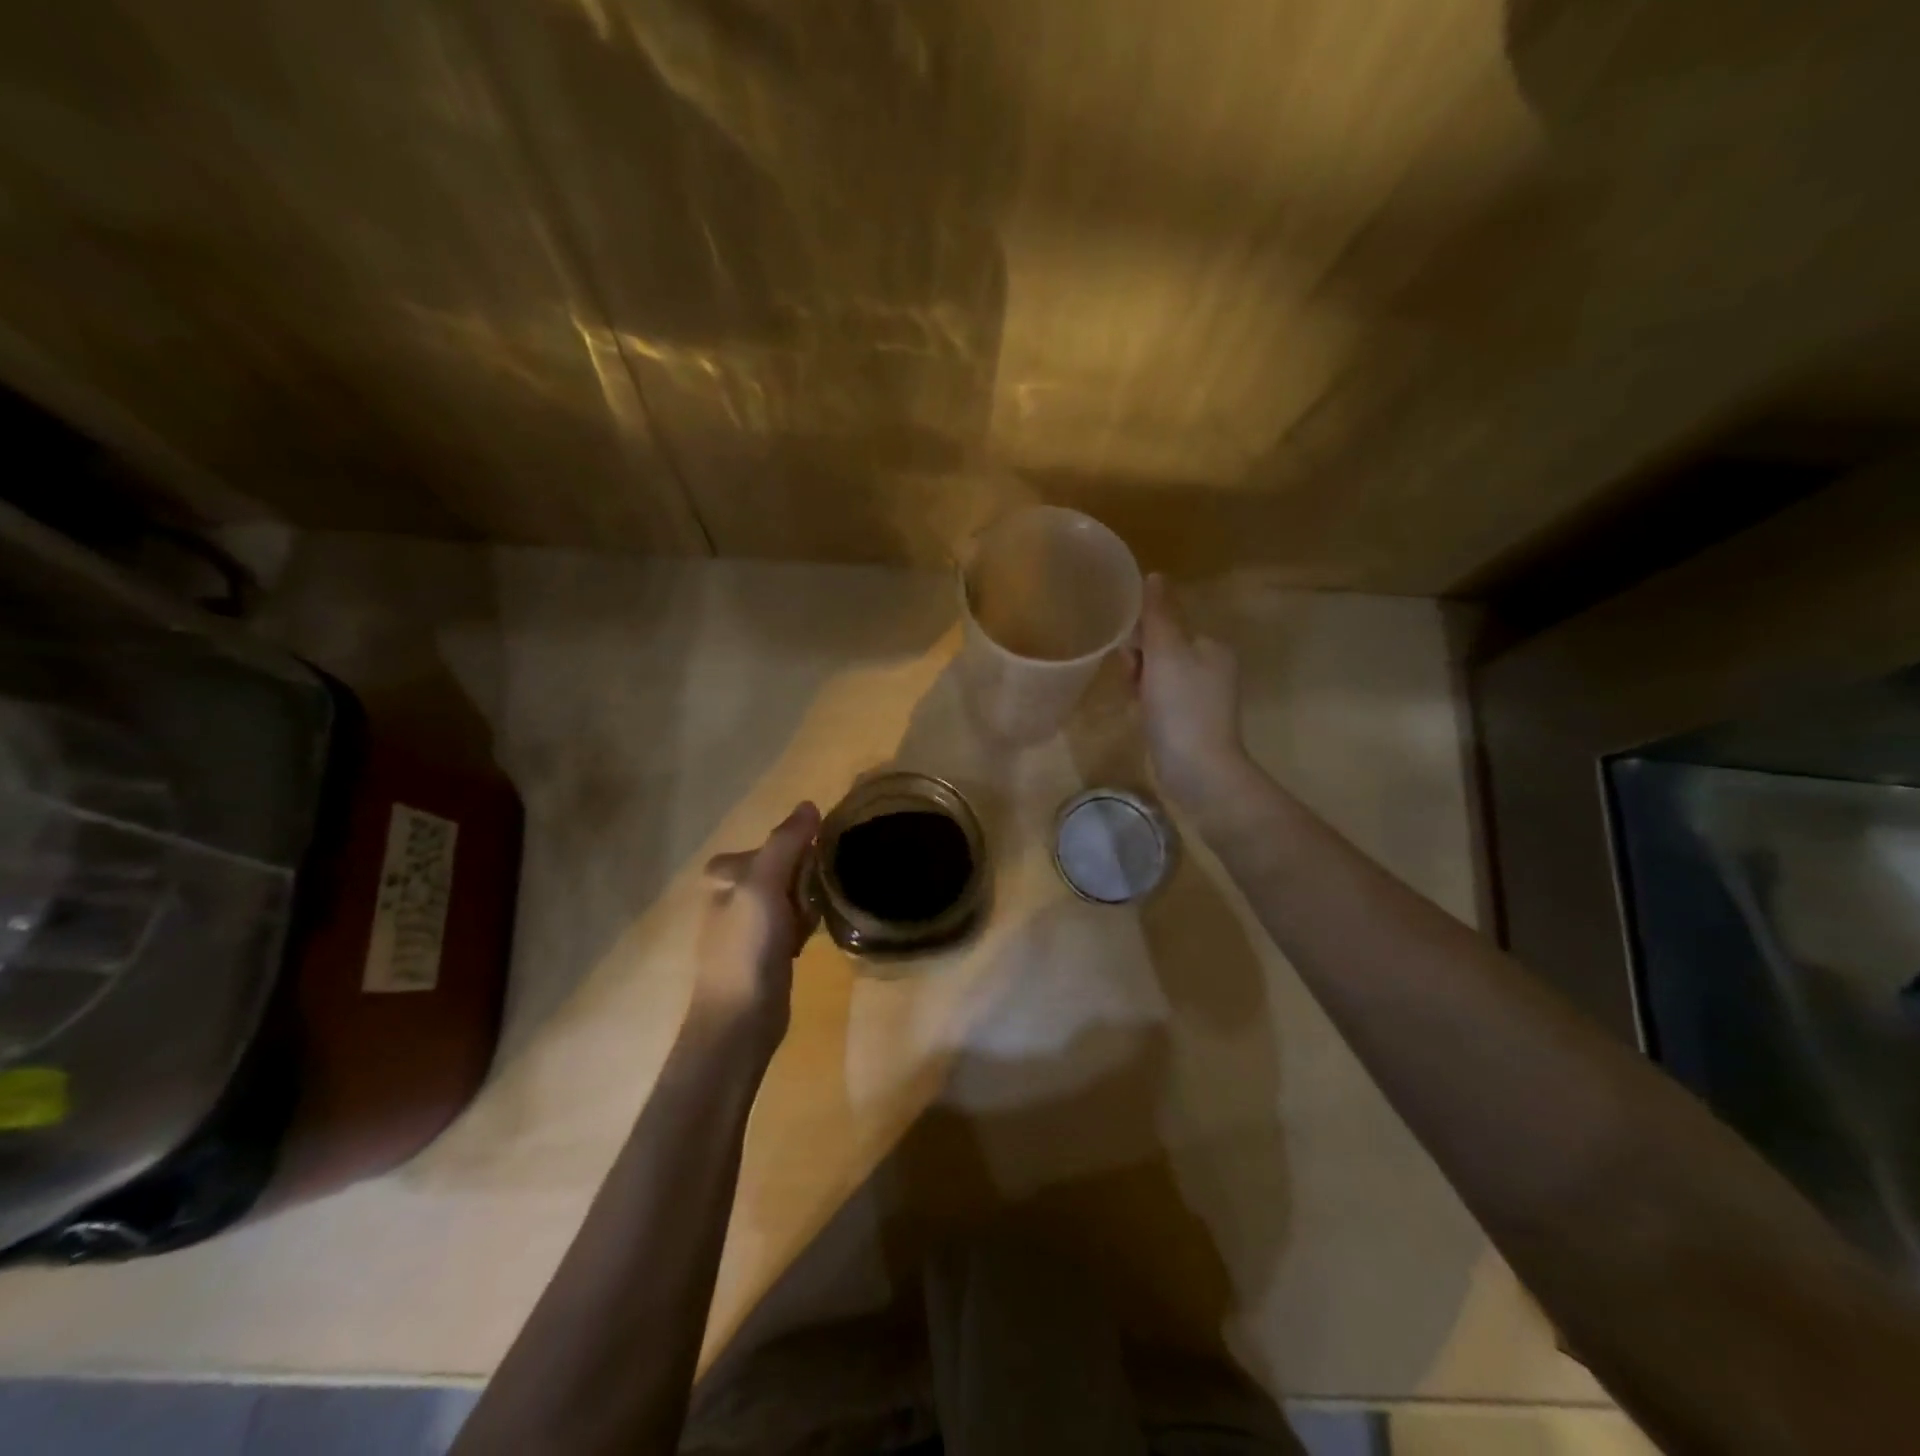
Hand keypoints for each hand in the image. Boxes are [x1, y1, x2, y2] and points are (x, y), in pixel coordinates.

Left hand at [695, 802, 821, 1049]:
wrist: (739, 1021)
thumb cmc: (748, 947)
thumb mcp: (764, 885)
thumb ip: (786, 842)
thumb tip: (809, 804)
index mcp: (726, 875)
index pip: (775, 844)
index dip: (801, 852)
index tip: (818, 865)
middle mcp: (733, 895)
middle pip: (786, 869)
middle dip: (806, 879)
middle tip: (817, 898)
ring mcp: (749, 925)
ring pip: (792, 896)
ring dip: (809, 903)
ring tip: (817, 919)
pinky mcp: (765, 951)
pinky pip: (794, 922)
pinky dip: (806, 926)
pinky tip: (811, 940)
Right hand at [1132, 573, 1249, 807]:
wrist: (1199, 770)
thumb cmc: (1182, 707)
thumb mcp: (1166, 653)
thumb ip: (1158, 614)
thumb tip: (1154, 576)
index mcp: (1212, 647)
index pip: (1167, 625)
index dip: (1140, 635)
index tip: (1128, 655)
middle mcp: (1212, 668)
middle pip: (1161, 649)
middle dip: (1139, 661)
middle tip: (1131, 681)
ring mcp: (1203, 698)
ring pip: (1158, 676)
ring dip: (1140, 683)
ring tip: (1134, 701)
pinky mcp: (1190, 723)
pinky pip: (1161, 700)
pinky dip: (1147, 703)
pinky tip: (1140, 715)